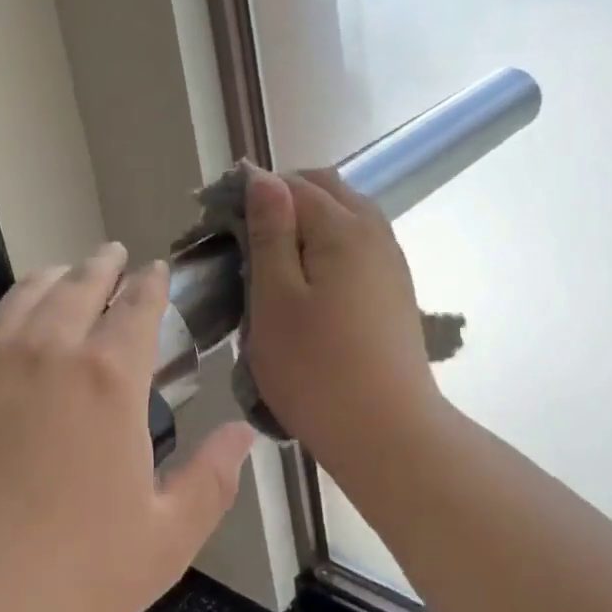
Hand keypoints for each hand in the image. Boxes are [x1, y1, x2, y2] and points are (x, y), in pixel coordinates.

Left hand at [0, 246, 255, 611]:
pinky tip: (11, 323)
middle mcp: (47, 350)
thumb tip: (244, 432)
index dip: (151, 283)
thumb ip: (211, 480)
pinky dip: (10, 311)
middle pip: (80, 285)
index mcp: (107, 378)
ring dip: (55, 277)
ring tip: (65, 273)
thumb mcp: (163, 540)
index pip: (137, 307)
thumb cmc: (65, 575)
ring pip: (27, 295)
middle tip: (114, 256)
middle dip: (103, 265)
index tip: (156, 270)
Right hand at [244, 169, 442, 466]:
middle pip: (324, 189)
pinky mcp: (394, 290)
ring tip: (270, 262)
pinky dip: (326, 246)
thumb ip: (269, 231)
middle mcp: (374, 232)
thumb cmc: (316, 368)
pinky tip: (306, 284)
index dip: (248, 193)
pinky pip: (357, 245)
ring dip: (305, 223)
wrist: (387, 434)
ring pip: (344, 216)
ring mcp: (390, 262)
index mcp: (342, 228)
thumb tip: (263, 176)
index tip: (216, 225)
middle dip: (280, 199)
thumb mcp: (275, 297)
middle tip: (242, 239)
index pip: (289, 184)